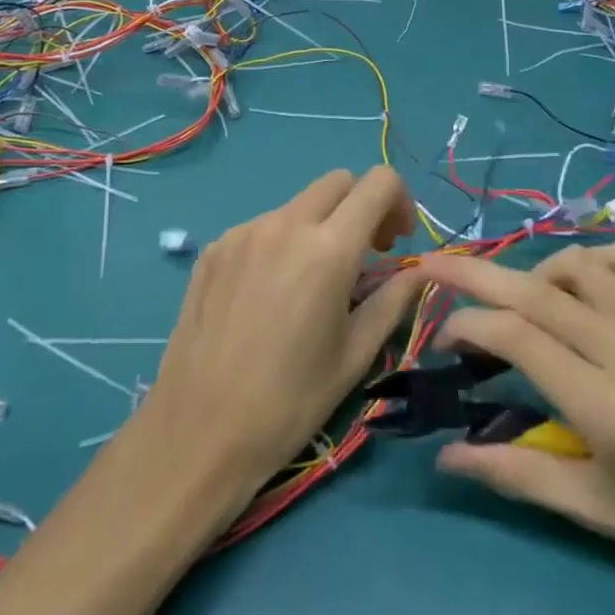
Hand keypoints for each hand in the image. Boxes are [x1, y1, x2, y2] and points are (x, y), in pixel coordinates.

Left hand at [138, 166, 419, 494]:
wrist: (197, 432)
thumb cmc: (289, 401)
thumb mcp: (356, 354)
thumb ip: (393, 299)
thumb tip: (418, 271)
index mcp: (328, 249)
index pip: (378, 182)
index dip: (399, 201)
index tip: (396, 244)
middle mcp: (284, 224)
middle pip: (338, 182)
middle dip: (361, 207)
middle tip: (364, 256)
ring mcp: (242, 233)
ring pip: (298, 205)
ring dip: (320, 226)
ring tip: (312, 282)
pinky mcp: (213, 249)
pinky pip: (262, 227)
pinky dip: (282, 243)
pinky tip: (270, 294)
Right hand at [389, 243, 614, 606]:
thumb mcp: (599, 513)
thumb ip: (517, 475)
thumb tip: (445, 456)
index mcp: (610, 410)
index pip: (519, 338)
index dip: (469, 325)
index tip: (444, 335)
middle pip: (537, 291)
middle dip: (476, 273)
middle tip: (435, 263)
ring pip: (578, 266)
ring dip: (533, 271)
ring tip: (516, 299)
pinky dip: (586, 262)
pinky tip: (575, 289)